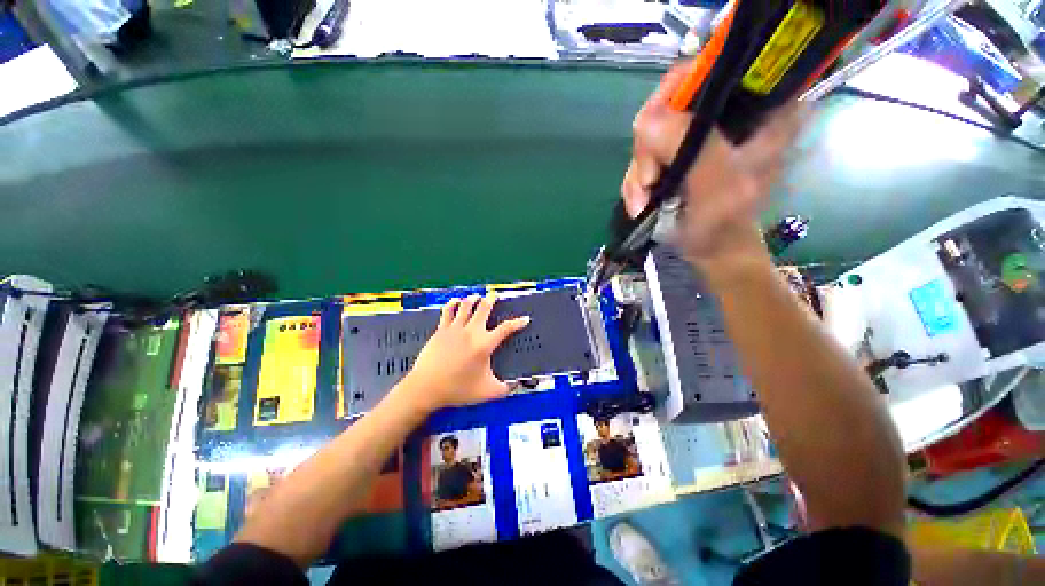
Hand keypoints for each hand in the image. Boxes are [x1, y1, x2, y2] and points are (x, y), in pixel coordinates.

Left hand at [404, 293, 529, 410]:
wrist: (427, 388)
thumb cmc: (458, 390)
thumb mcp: (487, 392)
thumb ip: (505, 388)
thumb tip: (516, 385)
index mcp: (484, 344)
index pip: (506, 329)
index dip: (517, 323)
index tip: (525, 319)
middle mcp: (471, 332)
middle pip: (484, 308)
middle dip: (491, 299)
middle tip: (494, 296)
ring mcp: (455, 328)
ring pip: (466, 305)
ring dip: (474, 299)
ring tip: (477, 297)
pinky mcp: (441, 329)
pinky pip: (448, 310)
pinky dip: (453, 303)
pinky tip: (457, 301)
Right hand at [621, 61, 806, 269]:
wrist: (711, 250)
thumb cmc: (723, 225)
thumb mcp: (716, 186)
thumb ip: (691, 146)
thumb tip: (646, 120)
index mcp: (760, 108)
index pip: (710, 70)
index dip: (673, 97)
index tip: (654, 135)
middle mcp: (730, 112)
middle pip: (670, 103)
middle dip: (648, 147)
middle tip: (648, 181)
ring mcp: (699, 134)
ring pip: (651, 132)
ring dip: (639, 171)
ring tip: (642, 202)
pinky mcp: (678, 153)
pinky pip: (644, 155)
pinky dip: (636, 181)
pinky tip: (641, 202)